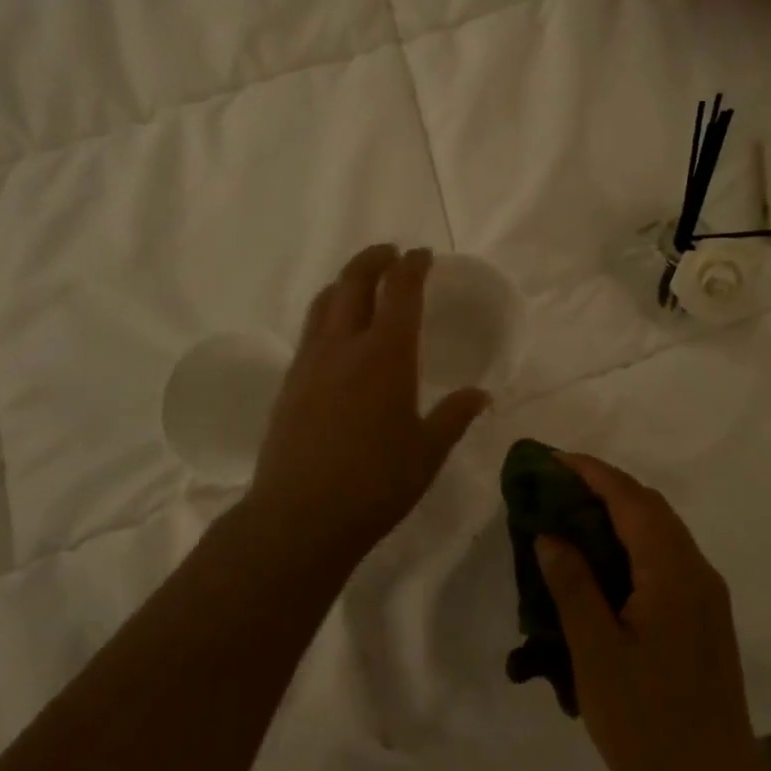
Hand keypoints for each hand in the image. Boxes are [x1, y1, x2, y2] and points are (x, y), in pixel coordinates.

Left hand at [248, 245, 489, 562]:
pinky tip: (336, 334)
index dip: (412, 266)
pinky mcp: (289, 381)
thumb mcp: (427, 452)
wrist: (300, 515)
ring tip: (360, 284)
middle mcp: (345, 345)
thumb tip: (481, 395)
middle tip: (390, 255)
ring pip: (325, 301)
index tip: (422, 255)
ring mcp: (311, 361)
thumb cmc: (376, 484)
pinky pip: (310, 329)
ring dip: (345, 281)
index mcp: (387, 355)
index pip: (400, 290)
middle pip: (354, 281)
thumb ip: (454, 417)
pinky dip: (327, 312)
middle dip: (374, 259)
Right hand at [537, 455, 763, 770]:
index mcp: (674, 574)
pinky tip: (599, 563)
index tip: (551, 459)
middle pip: (650, 508)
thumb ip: (573, 586)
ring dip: (617, 514)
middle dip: (602, 487)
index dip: (592, 472)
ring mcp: (706, 596)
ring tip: (569, 516)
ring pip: (659, 532)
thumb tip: (551, 533)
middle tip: (553, 486)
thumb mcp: (596, 655)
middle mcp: (698, 572)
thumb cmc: (648, 726)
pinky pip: (664, 559)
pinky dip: (630, 543)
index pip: (631, 500)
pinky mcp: (704, 618)